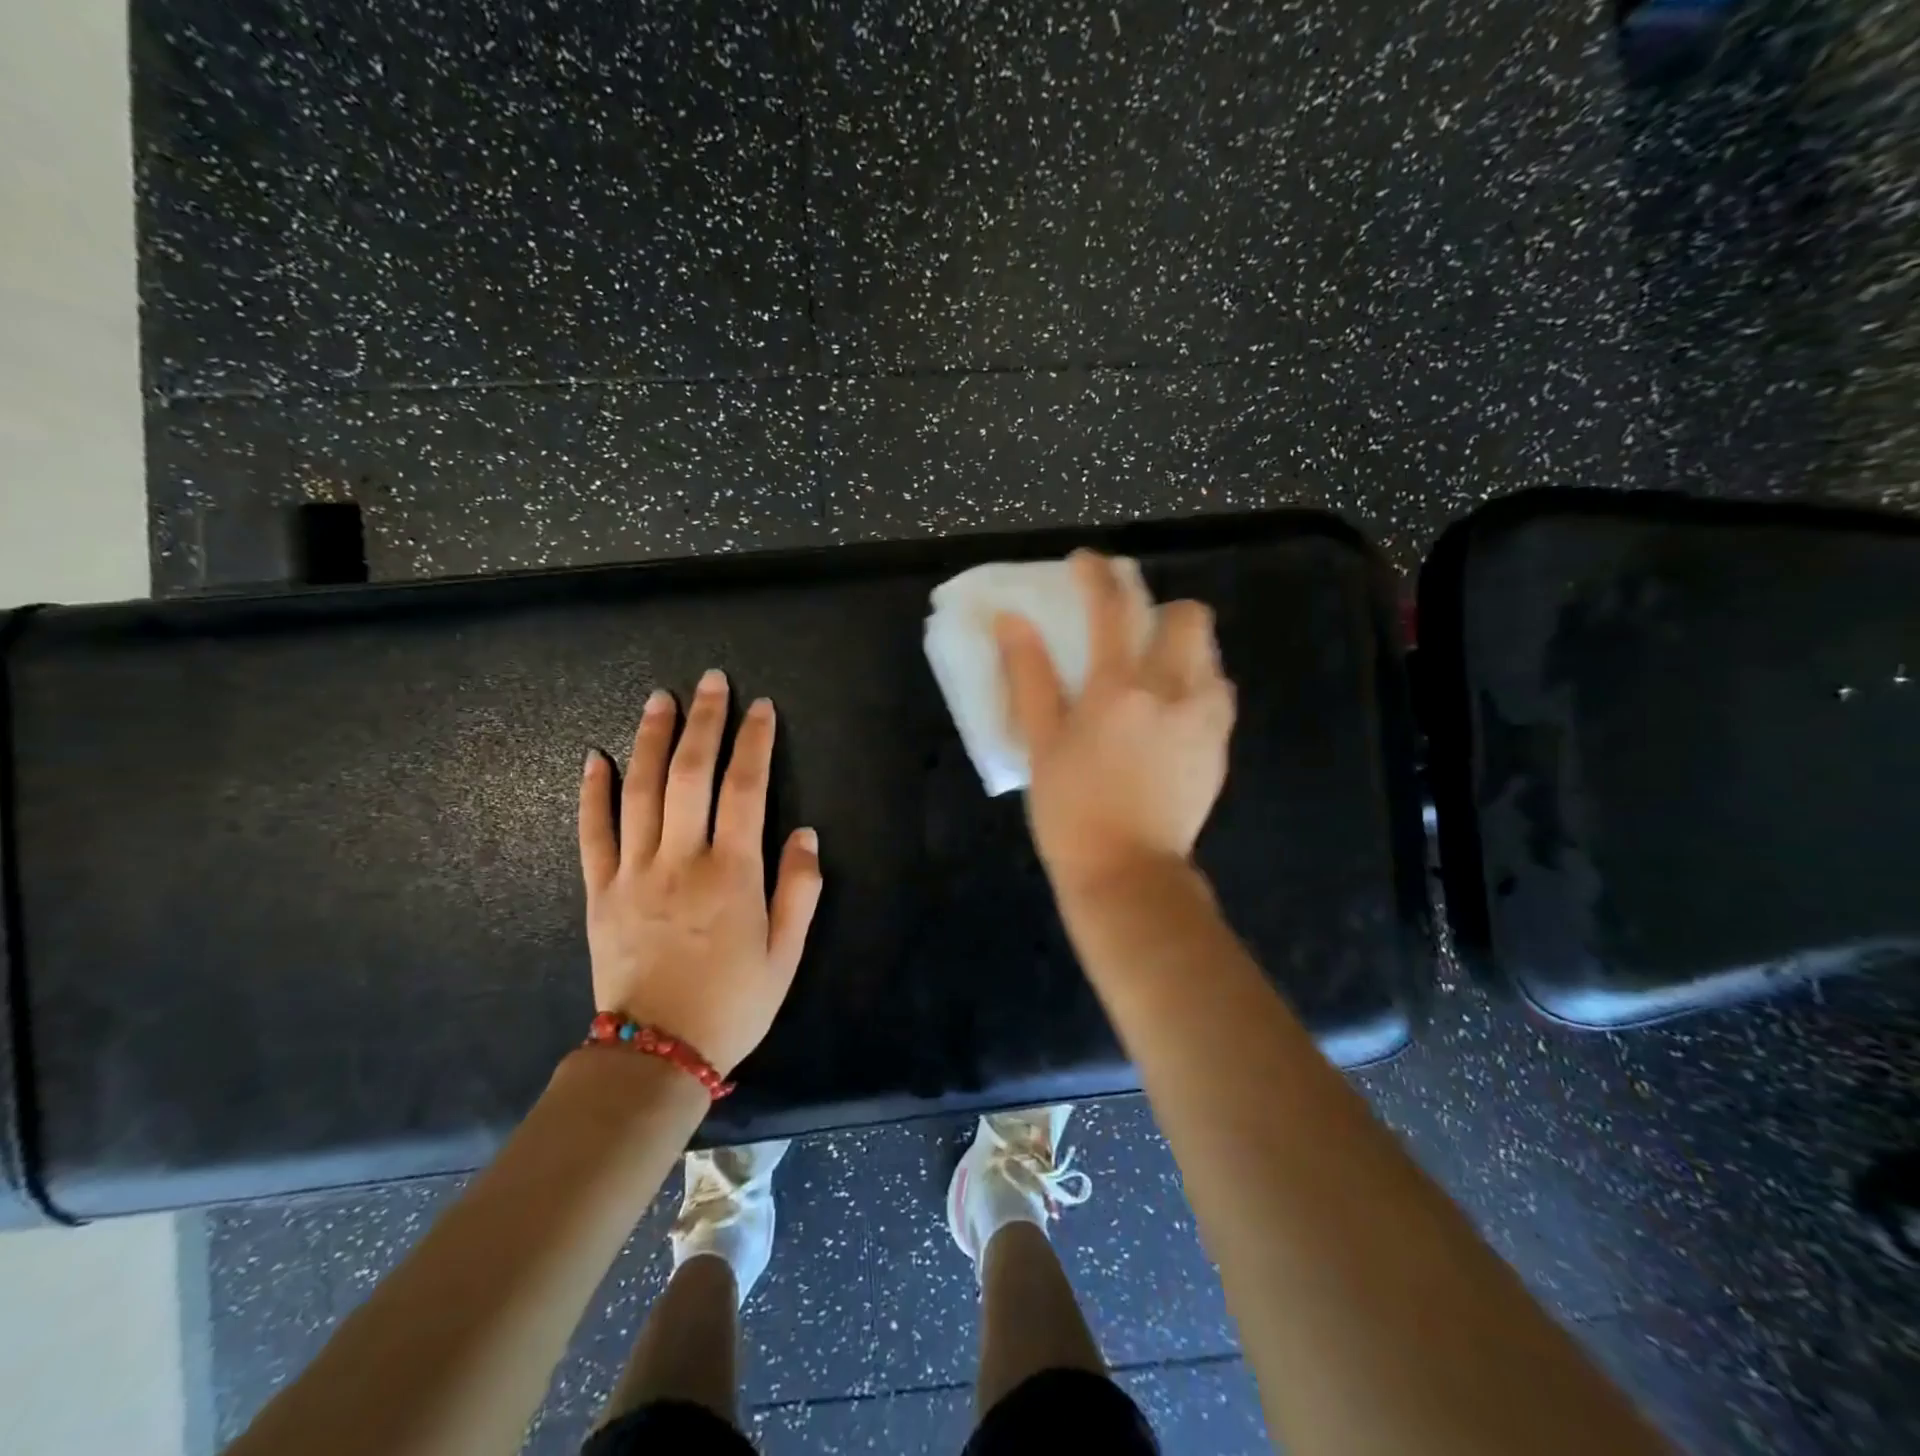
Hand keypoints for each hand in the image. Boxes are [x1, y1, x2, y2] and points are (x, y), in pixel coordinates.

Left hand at [578, 669, 822, 1074]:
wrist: (656, 1053)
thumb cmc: (733, 1003)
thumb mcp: (787, 954)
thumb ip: (800, 890)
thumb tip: (805, 833)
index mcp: (733, 872)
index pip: (746, 788)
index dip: (756, 742)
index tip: (762, 708)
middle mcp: (682, 859)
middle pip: (691, 773)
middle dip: (704, 722)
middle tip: (711, 681)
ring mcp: (634, 871)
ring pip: (640, 790)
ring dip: (651, 739)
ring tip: (660, 698)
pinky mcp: (599, 890)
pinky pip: (592, 832)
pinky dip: (592, 792)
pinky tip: (595, 757)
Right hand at [996, 551, 1235, 895]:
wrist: (1128, 873)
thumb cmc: (1070, 810)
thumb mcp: (1041, 742)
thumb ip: (1029, 676)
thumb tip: (1011, 621)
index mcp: (1119, 687)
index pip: (1112, 607)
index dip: (1098, 574)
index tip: (1086, 563)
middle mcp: (1173, 690)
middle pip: (1188, 616)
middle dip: (1161, 608)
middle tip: (1133, 631)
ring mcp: (1206, 718)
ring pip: (1210, 653)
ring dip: (1182, 647)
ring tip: (1154, 674)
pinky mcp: (1220, 745)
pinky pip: (1218, 692)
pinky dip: (1196, 684)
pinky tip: (1171, 715)